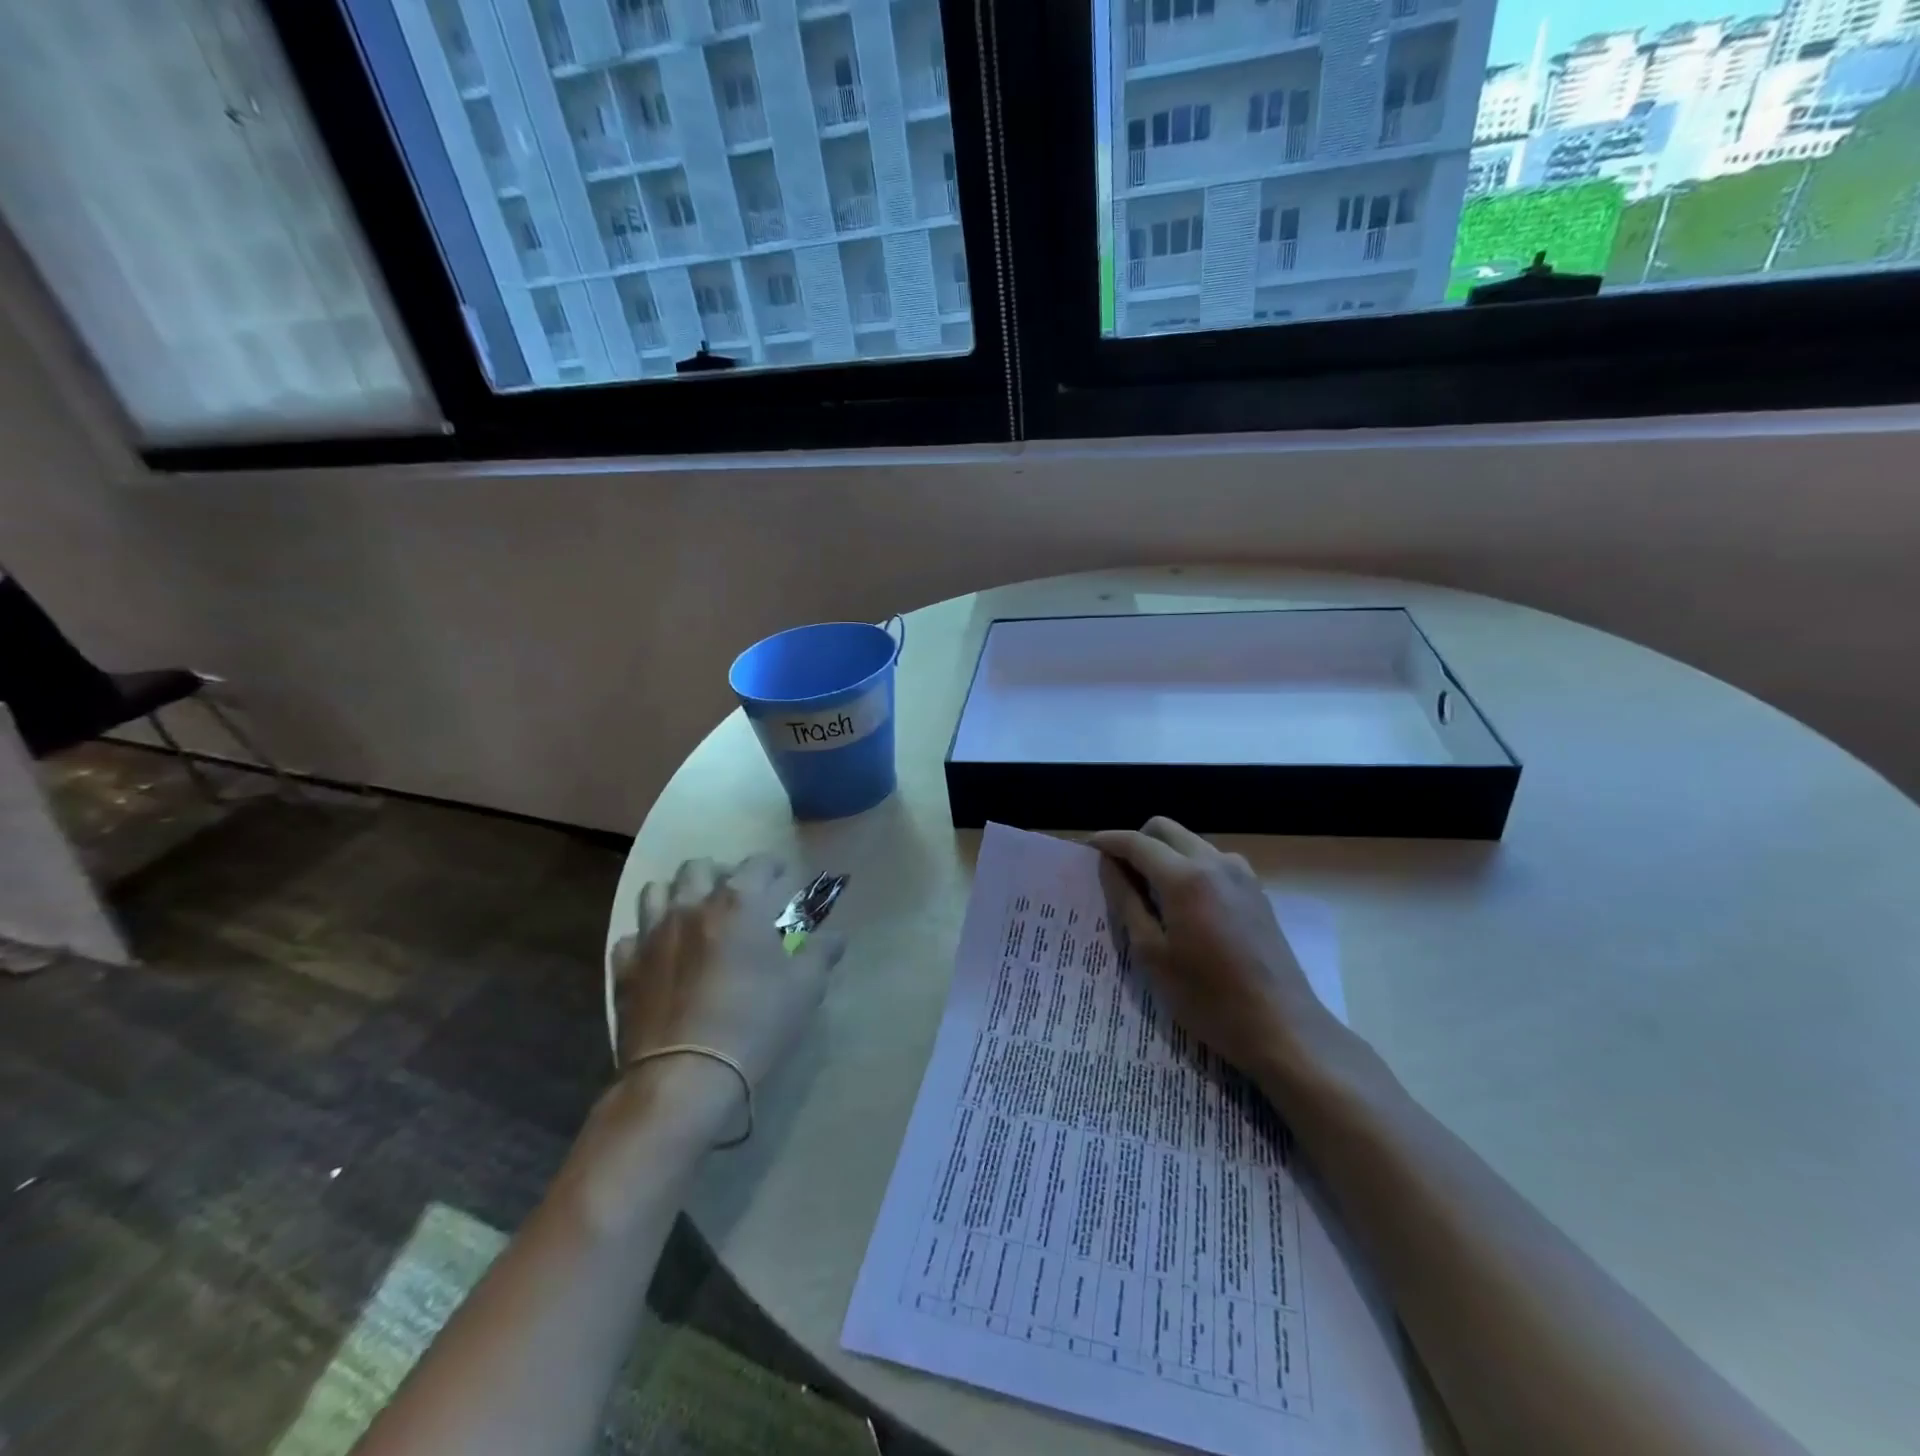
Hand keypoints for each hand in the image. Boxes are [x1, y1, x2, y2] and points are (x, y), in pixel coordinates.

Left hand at [607, 855, 843, 1125]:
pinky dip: (646, 938)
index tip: (783, 875)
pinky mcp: (625, 967)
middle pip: (699, 866)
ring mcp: (652, 934)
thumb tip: (835, 937)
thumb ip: (821, 953)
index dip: (774, 865)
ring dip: (677, 894)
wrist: (686, 1074)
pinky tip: (660, 954)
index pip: (758, 863)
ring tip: (692, 914)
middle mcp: (692, 905)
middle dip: (720, 872)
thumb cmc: (755, 1021)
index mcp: (739, 902)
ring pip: (656, 891)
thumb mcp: (805, 987)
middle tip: (735, 894)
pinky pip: (631, 937)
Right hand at [1092, 818, 1349, 1085]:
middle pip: (1165, 830)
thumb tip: (1109, 865)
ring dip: (1164, 854)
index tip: (1087, 848)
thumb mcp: (1152, 954)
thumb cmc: (1206, 997)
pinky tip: (1185, 905)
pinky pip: (1212, 861)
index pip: (1136, 842)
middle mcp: (1214, 862)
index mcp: (1184, 877)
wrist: (1281, 1027)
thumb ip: (1126, 901)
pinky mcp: (1256, 890)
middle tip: (1118, 873)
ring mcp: (1241, 874)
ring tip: (1150, 893)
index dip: (1108, 841)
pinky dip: (1189, 867)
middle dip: (1136, 841)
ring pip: (1190, 842)